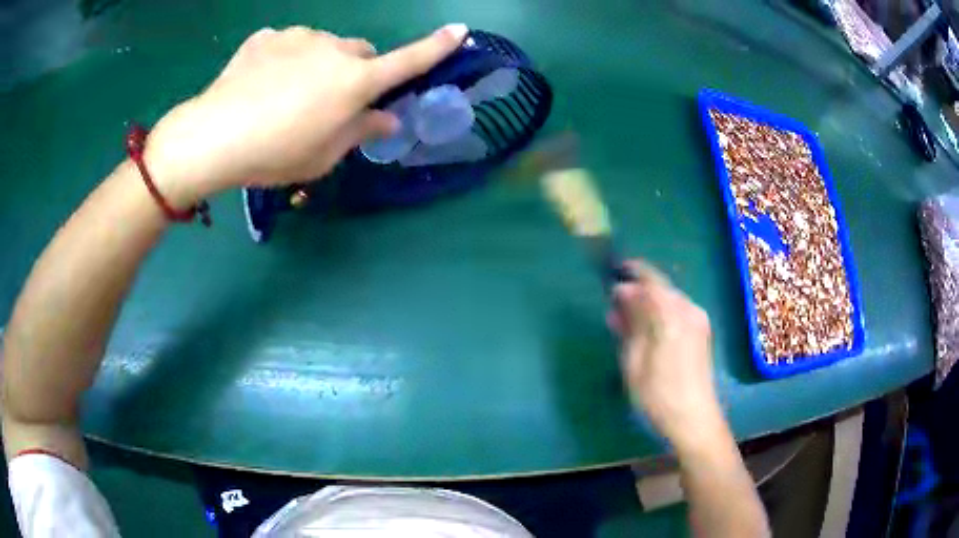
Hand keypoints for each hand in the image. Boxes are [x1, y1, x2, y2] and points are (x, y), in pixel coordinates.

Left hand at [143, 24, 468, 207]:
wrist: (212, 137)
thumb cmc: (275, 154)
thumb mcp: (324, 156)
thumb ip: (360, 132)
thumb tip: (387, 119)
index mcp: (355, 81)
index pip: (408, 61)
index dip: (436, 47)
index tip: (460, 31)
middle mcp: (334, 48)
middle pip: (360, 53)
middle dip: (355, 71)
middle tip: (329, 102)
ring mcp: (298, 37)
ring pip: (323, 46)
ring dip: (318, 64)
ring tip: (285, 95)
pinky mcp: (267, 37)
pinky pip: (287, 44)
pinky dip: (284, 59)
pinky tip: (261, 83)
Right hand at [607, 261, 722, 445]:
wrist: (694, 418)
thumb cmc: (658, 394)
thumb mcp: (634, 360)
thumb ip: (629, 321)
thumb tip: (622, 292)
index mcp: (671, 315)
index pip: (650, 279)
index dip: (630, 272)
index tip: (612, 274)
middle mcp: (689, 310)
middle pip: (660, 288)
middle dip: (637, 293)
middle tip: (614, 311)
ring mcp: (698, 320)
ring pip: (668, 300)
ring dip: (647, 305)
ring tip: (626, 325)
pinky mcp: (702, 332)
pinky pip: (677, 312)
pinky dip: (660, 315)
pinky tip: (646, 333)